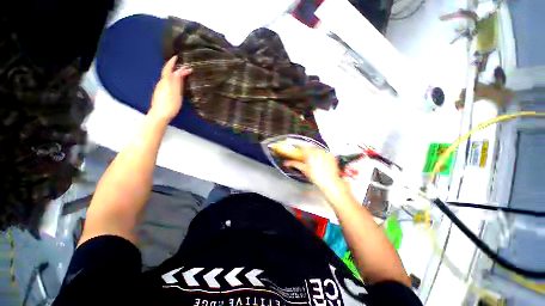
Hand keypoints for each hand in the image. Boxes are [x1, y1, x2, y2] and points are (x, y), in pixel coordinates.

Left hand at [149, 56, 191, 121]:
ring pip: (168, 79)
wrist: (160, 115)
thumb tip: (178, 72)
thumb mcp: (176, 93)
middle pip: (169, 73)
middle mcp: (162, 83)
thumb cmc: (169, 104)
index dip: (172, 62)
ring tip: (184, 76)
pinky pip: (168, 84)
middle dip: (177, 69)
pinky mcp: (161, 94)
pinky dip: (173, 81)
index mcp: (166, 82)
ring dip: (176, 76)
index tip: (176, 57)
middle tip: (186, 69)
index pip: (168, 69)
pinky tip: (177, 85)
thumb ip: (177, 82)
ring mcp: (161, 89)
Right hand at [284, 147, 349, 202]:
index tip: (297, 147)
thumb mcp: (304, 170)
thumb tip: (287, 163)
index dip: (299, 146)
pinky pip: (325, 152)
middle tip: (305, 155)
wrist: (330, 182)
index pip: (302, 146)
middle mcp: (318, 151)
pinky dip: (322, 155)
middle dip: (307, 150)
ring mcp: (326, 153)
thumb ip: (295, 164)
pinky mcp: (331, 156)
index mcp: (310, 153)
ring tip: (313, 159)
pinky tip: (321, 161)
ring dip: (314, 152)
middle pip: (310, 147)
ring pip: (318, 149)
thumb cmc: (316, 176)